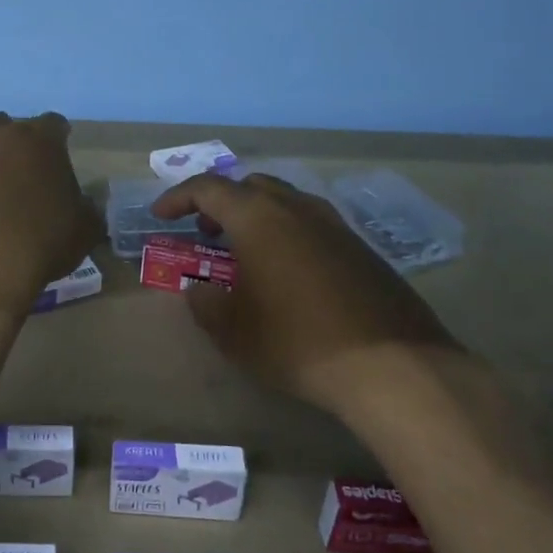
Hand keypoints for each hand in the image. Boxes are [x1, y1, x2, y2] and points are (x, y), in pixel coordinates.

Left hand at [0, 112, 100, 315]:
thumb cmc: (39, 239)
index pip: (54, 124)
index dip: (59, 141)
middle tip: (24, 175)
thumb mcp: (83, 231)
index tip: (61, 160)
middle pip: (6, 127)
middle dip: (15, 145)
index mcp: (39, 139)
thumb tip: (83, 207)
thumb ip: (86, 211)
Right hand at [150, 173, 460, 412]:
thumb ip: (204, 304)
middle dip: (220, 203)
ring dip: (257, 216)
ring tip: (245, 251)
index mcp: (258, 217)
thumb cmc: (297, 342)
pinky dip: (288, 234)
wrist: (391, 366)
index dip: (178, 198)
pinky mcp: (362, 249)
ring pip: (286, 202)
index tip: (161, 216)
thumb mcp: (232, 331)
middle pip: (250, 186)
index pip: (208, 189)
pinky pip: (312, 224)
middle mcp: (297, 208)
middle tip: (205, 232)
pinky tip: (289, 273)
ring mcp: (335, 225)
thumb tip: (199, 290)